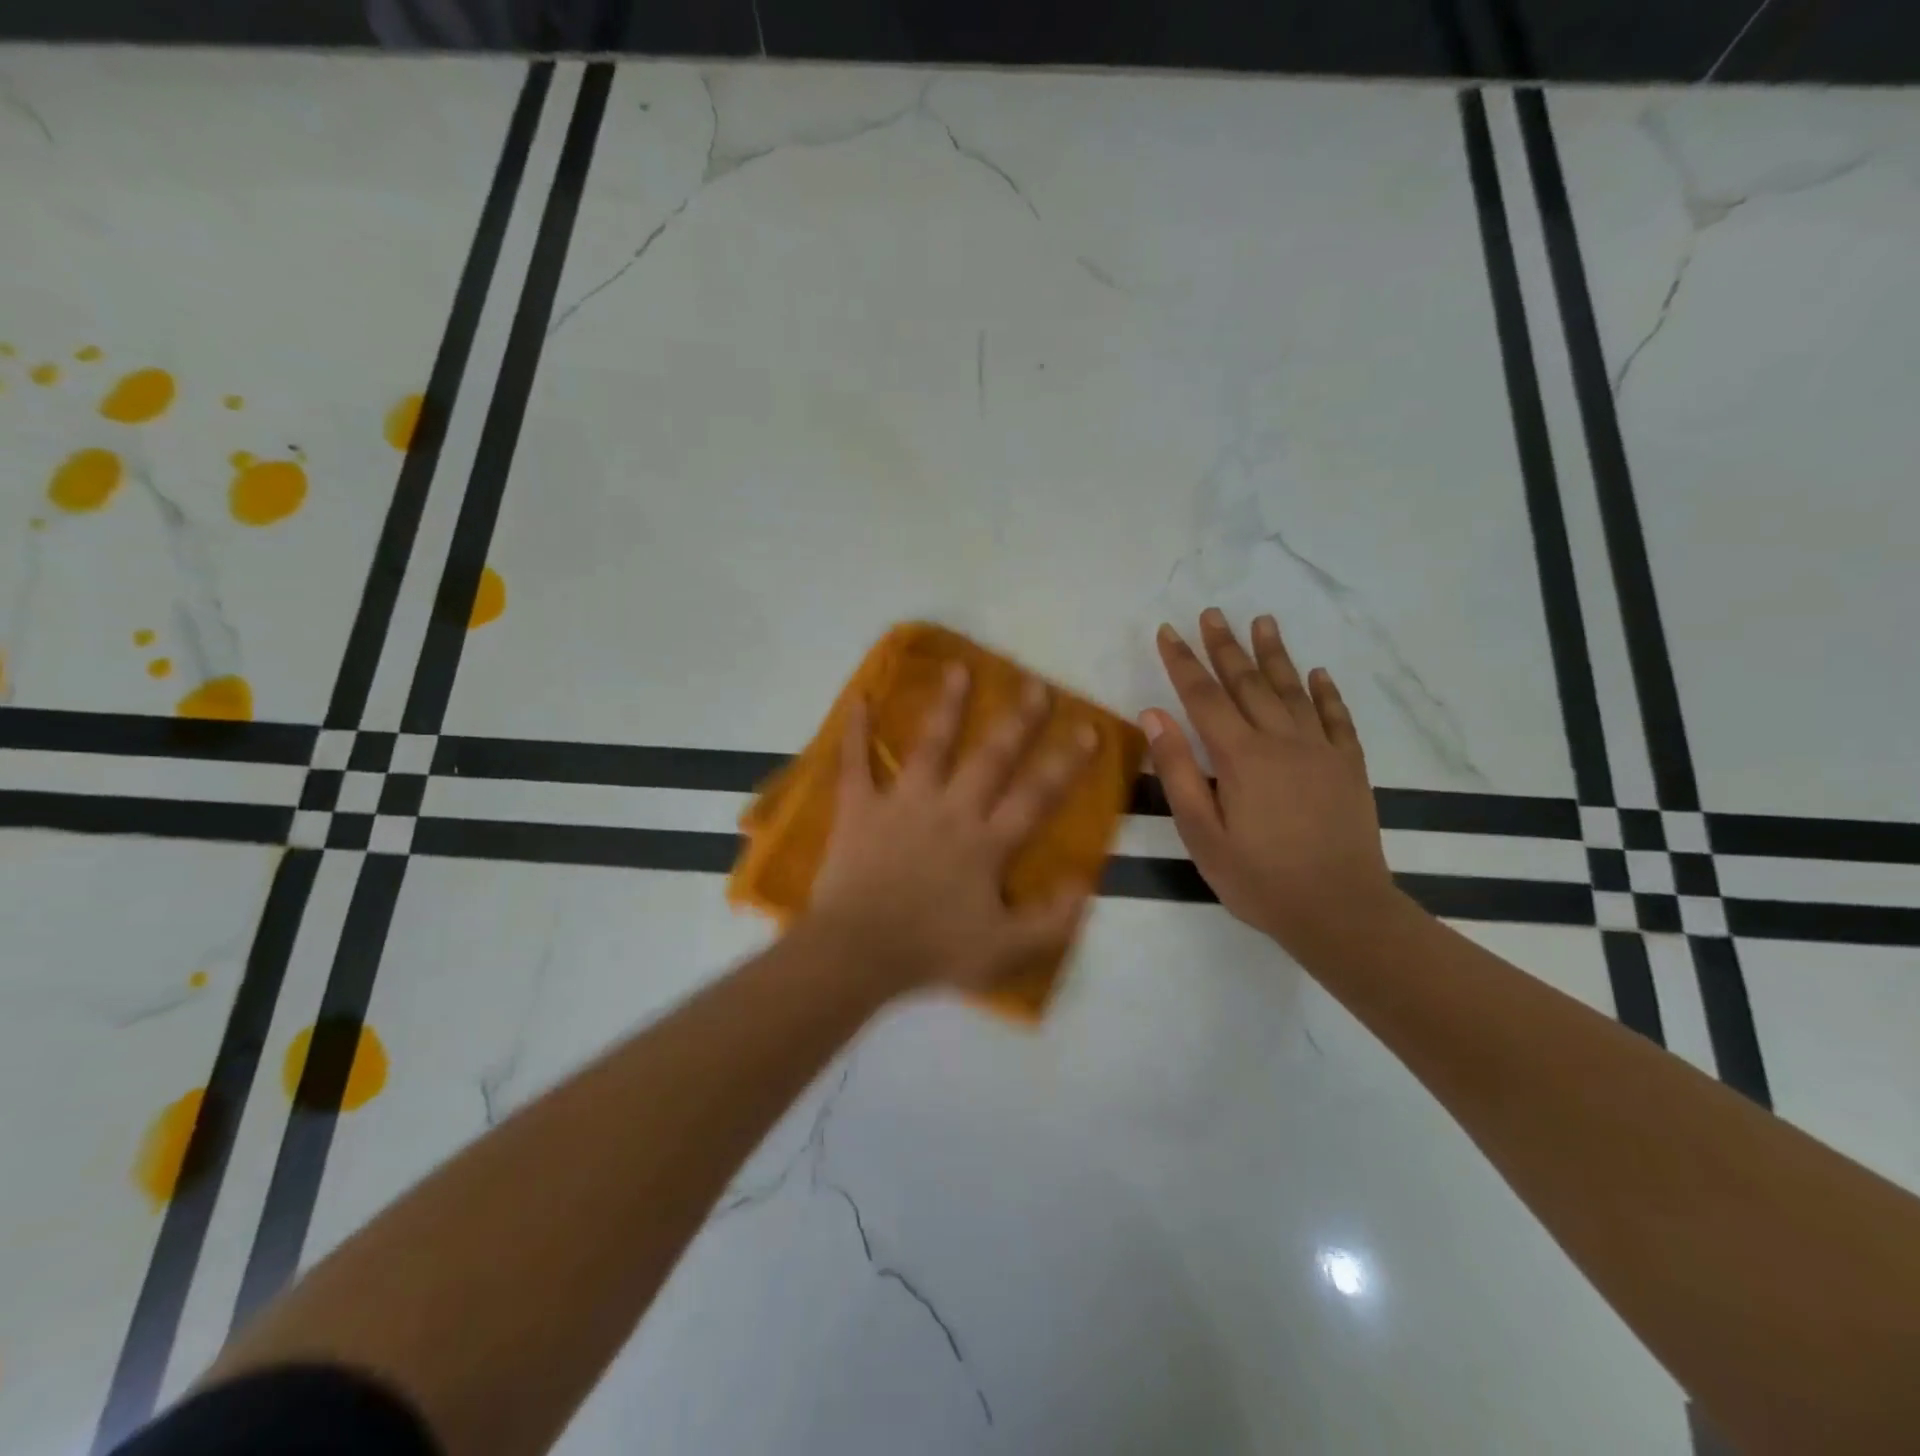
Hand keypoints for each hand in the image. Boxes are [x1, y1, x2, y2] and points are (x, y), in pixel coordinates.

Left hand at [808, 664, 1097, 995]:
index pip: (1035, 796)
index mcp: (986, 843)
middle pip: (990, 758)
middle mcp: (951, 810)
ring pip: (930, 746)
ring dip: (946, 707)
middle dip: (1017, 721)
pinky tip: (859, 699)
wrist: (858, 954)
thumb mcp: (1006, 950)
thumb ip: (1053, 919)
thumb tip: (1086, 881)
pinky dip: (856, 732)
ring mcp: (903, 804)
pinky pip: (856, 764)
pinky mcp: (860, 809)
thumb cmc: (932, 951)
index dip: (1066, 763)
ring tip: (959, 668)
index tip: (1088, 728)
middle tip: (1035, 685)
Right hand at [1143, 610, 1396, 957]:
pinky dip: (1325, 692)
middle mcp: (1281, 740)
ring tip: (1262, 621)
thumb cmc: (1258, 878)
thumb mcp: (1201, 833)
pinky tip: (1317, 673)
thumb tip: (1154, 715)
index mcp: (1240, 756)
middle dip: (1225, 646)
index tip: (1168, 632)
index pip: (1203, 696)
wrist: (1340, 911)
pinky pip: (1336, 717)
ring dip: (1275, 654)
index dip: (1182, 662)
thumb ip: (1177, 771)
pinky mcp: (1349, 766)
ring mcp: (1321, 750)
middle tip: (1212, 614)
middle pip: (1247, 682)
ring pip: (1292, 689)